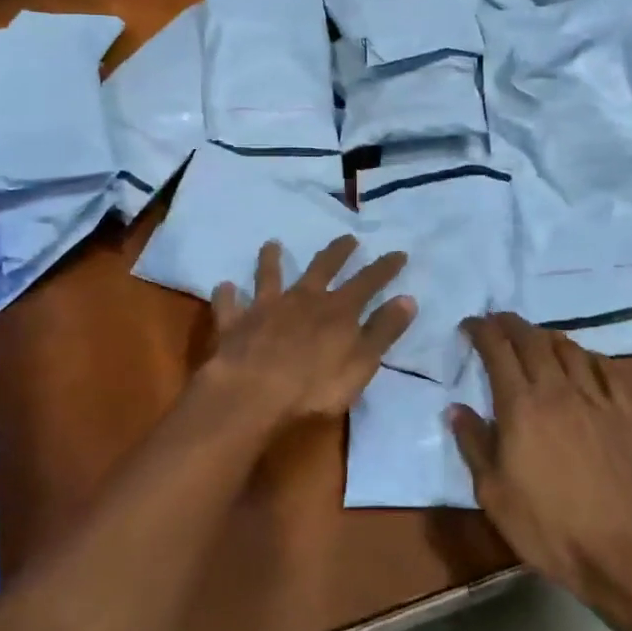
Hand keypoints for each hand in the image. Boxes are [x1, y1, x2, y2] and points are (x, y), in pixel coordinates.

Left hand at [197, 236, 413, 434]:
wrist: (253, 393)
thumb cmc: (314, 387)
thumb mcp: (361, 364)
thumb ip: (383, 331)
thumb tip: (407, 299)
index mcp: (337, 310)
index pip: (367, 282)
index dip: (384, 267)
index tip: (398, 252)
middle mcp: (302, 299)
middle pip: (322, 268)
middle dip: (337, 252)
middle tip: (347, 238)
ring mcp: (265, 308)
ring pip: (269, 276)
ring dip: (271, 260)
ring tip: (271, 243)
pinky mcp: (235, 323)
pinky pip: (229, 304)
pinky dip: (227, 295)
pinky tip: (224, 287)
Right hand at [448, 313, 631, 606]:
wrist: (623, 553)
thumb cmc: (547, 527)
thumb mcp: (493, 493)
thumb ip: (473, 444)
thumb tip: (457, 409)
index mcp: (520, 406)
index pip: (497, 351)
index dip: (481, 330)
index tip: (470, 324)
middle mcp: (557, 390)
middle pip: (532, 340)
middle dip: (511, 324)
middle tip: (497, 321)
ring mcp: (596, 400)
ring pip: (570, 349)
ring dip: (547, 336)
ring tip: (536, 338)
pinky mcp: (626, 415)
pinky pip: (607, 371)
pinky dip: (589, 357)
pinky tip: (584, 361)